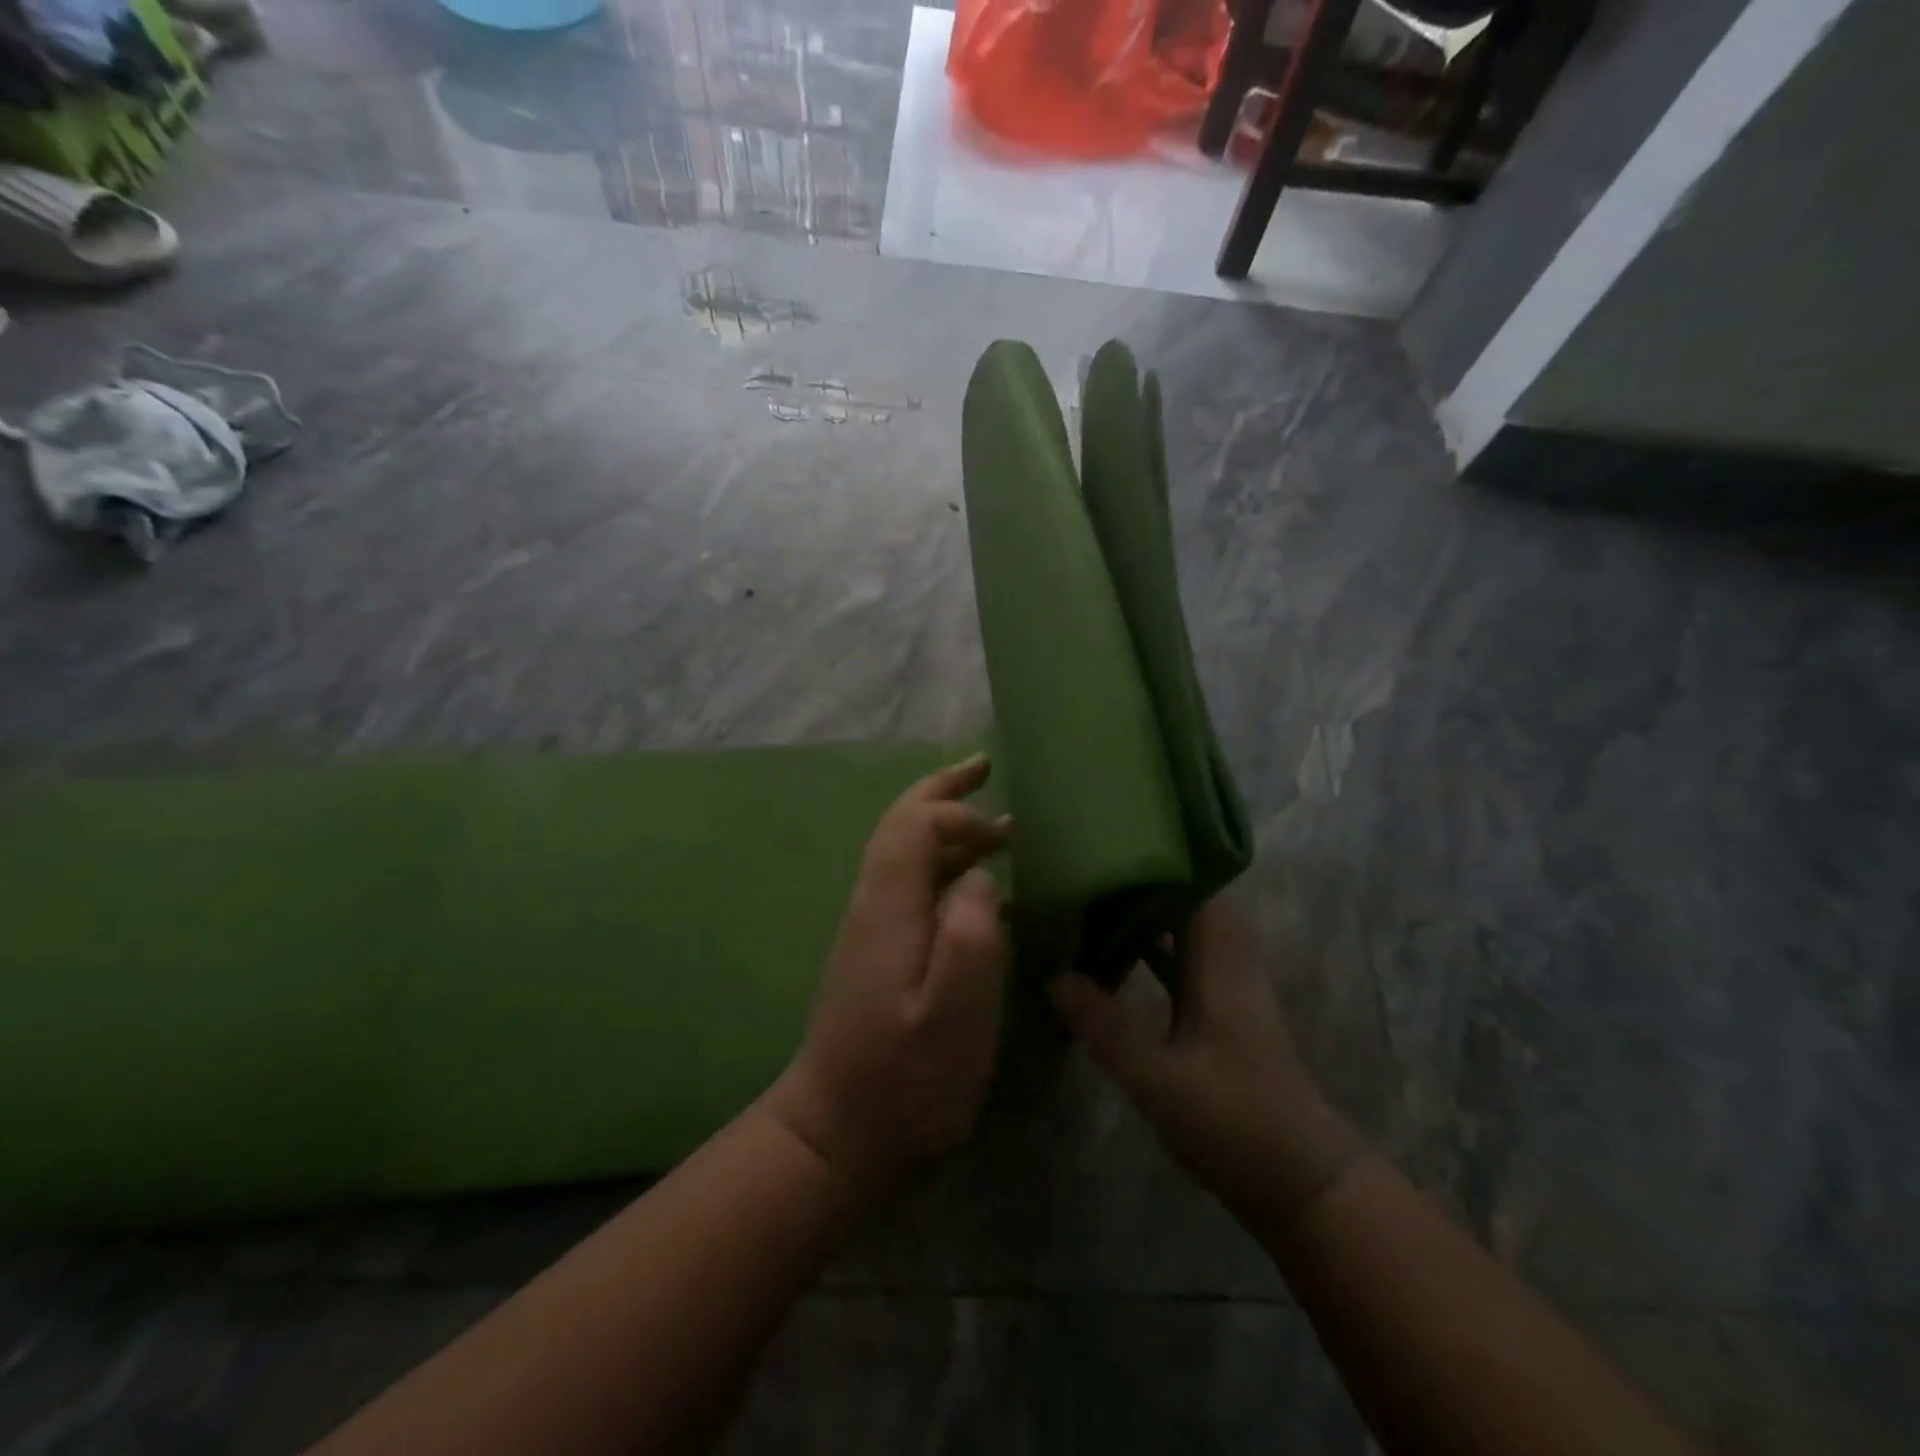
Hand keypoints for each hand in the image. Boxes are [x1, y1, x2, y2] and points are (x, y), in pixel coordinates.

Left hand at [765, 754, 1011, 1193]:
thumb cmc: (903, 1083)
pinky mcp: (876, 952)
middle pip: (899, 826)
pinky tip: (974, 884)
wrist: (835, 1135)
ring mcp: (870, 928)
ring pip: (903, 852)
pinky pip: (909, 883)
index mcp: (887, 910)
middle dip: (941, 791)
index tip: (1005, 833)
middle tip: (983, 766)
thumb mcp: (951, 1020)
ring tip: (993, 821)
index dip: (957, 812)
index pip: (914, 826)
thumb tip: (980, 876)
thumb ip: (970, 939)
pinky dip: (942, 862)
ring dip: (944, 824)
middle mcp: (872, 905)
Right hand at [1048, 895, 1364, 1224]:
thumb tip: (1055, 976)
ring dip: (1146, 917)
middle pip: (1190, 904)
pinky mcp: (1224, 1016)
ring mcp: (1229, 990)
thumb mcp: (1161, 1079)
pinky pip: (1184, 963)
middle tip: (1088, 878)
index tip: (1106, 852)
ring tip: (1092, 908)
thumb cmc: (1237, 1124)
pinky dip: (1153, 952)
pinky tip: (1116, 963)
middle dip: (1142, 886)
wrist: (1303, 1185)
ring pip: (1187, 933)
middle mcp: (1229, 965)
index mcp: (1220, 965)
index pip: (1195, 890)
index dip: (1156, 865)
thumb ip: (1107, 1027)